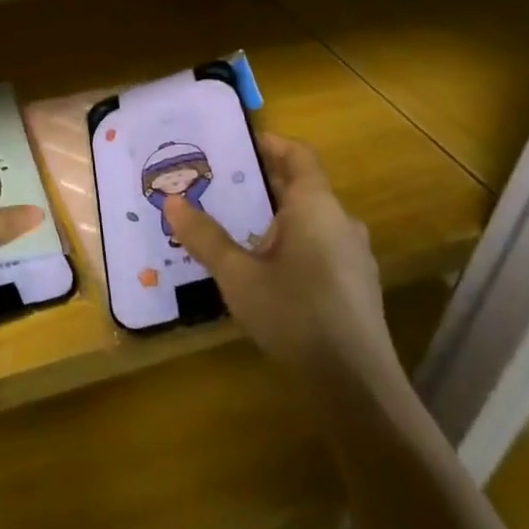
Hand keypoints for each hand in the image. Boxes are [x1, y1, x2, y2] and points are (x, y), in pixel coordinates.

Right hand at [163, 133, 398, 384]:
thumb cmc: (295, 314)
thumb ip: (205, 237)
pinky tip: (264, 266)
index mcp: (316, 207)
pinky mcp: (355, 286)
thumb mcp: (238, 275)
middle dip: (263, 181)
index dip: (271, 143)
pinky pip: (319, 245)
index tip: (238, 142)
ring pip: (310, 219)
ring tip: (236, 223)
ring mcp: (353, 256)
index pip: (299, 155)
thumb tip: (172, 201)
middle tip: (222, 182)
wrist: (356, 385)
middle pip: (302, 186)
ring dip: (276, 214)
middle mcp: (340, 222)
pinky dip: (291, 241)